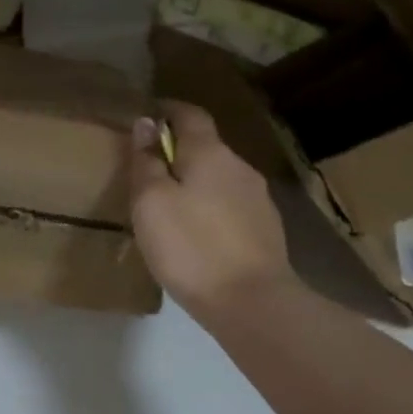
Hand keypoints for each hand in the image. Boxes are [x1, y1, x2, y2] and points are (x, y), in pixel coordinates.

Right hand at [129, 102, 292, 318]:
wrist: (252, 303)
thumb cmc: (191, 245)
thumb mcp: (151, 201)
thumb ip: (147, 160)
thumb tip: (147, 124)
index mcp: (210, 153)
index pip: (190, 114)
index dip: (167, 110)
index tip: (146, 116)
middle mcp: (240, 167)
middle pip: (206, 147)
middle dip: (178, 151)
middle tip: (148, 170)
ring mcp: (258, 199)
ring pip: (219, 178)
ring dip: (195, 182)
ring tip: (169, 206)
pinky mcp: (266, 230)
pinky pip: (230, 205)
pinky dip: (210, 208)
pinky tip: (196, 233)